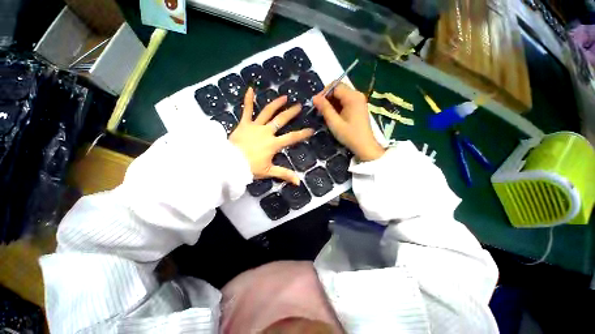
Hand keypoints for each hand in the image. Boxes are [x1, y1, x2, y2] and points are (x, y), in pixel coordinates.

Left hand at [230, 87, 313, 184]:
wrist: (230, 163)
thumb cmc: (250, 168)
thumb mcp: (269, 171)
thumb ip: (284, 174)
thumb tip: (298, 182)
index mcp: (273, 144)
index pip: (292, 138)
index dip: (302, 134)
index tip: (311, 129)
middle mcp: (266, 132)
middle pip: (281, 120)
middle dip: (291, 113)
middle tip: (298, 106)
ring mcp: (255, 126)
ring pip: (267, 112)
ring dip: (276, 104)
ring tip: (284, 97)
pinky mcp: (244, 124)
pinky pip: (246, 110)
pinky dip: (248, 100)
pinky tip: (250, 89)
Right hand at [313, 83, 384, 161]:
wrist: (364, 146)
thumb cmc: (349, 135)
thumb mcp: (334, 123)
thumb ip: (325, 109)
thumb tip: (314, 98)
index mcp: (353, 97)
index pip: (335, 86)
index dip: (324, 93)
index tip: (316, 104)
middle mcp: (357, 95)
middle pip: (338, 89)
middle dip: (327, 97)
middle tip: (319, 109)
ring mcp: (359, 101)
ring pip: (341, 95)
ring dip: (331, 102)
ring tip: (325, 113)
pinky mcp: (358, 106)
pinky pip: (345, 101)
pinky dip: (337, 106)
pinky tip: (333, 115)